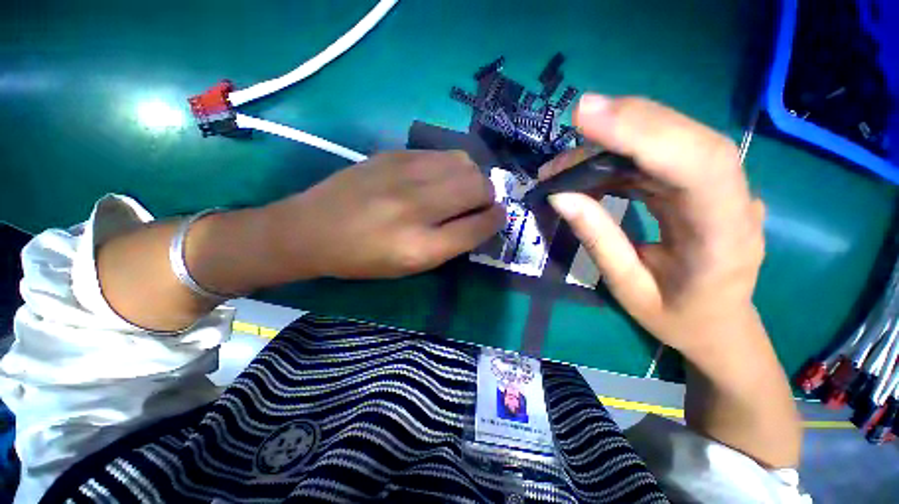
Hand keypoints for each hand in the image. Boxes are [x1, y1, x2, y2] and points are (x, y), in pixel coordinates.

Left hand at [266, 150, 504, 278]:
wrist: (311, 229)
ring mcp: (404, 174)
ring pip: (465, 163)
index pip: (478, 227)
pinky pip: (441, 153)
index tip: (498, 218)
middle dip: (489, 197)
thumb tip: (480, 220)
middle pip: (479, 187)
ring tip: (461, 189)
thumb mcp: (410, 266)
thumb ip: (450, 244)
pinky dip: (451, 166)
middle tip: (479, 204)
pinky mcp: (394, 154)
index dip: (495, 221)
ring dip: (472, 177)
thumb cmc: (362, 259)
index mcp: (421, 247)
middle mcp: (417, 207)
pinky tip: (438, 177)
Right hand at [548, 95, 800, 468]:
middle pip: (679, 134)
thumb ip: (599, 238)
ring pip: (660, 140)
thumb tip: (564, 199)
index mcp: (717, 228)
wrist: (721, 327)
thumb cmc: (681, 320)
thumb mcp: (632, 289)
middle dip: (623, 119)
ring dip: (606, 146)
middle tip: (573, 119)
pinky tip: (580, 174)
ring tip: (561, 165)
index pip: (685, 159)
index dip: (636, 129)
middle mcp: (722, 193)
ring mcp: (707, 183)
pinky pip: (646, 157)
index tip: (586, 113)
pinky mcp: (687, 183)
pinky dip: (609, 159)